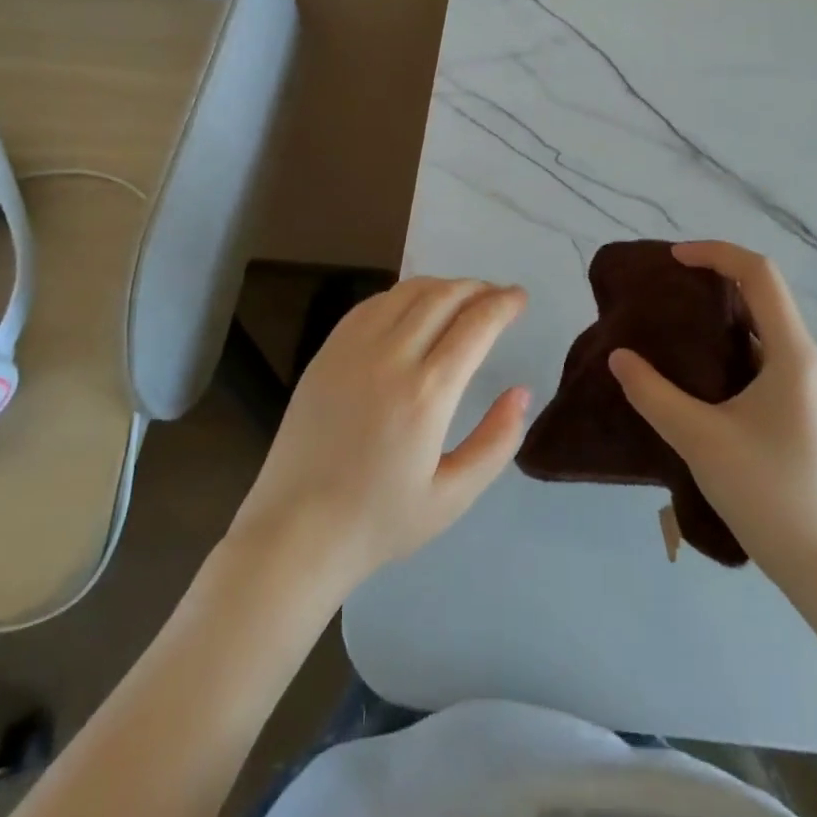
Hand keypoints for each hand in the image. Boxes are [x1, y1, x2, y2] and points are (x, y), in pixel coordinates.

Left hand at [227, 277, 530, 595]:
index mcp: (427, 394)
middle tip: (497, 296)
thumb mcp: (453, 496)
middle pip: (443, 297)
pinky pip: (372, 305)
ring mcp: (352, 350)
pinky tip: (414, 309)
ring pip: (407, 292)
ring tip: (461, 298)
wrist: (295, 530)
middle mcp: (391, 358)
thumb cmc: (380, 521)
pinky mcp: (327, 352)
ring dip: (442, 286)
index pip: (475, 325)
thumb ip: (496, 441)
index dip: (503, 304)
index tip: (520, 299)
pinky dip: (403, 296)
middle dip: (478, 288)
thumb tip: (521, 392)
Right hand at [608, 241, 816, 580]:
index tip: (672, 260)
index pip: (759, 274)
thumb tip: (619, 357)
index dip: (715, 253)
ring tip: (669, 322)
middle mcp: (802, 358)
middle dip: (713, 277)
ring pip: (759, 325)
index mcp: (791, 353)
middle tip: (663, 288)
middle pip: (761, 293)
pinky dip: (724, 344)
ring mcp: (801, 384)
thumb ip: (653, 394)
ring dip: (718, 312)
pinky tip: (691, 368)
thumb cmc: (768, 492)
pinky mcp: (793, 407)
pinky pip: (758, 354)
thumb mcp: (700, 439)